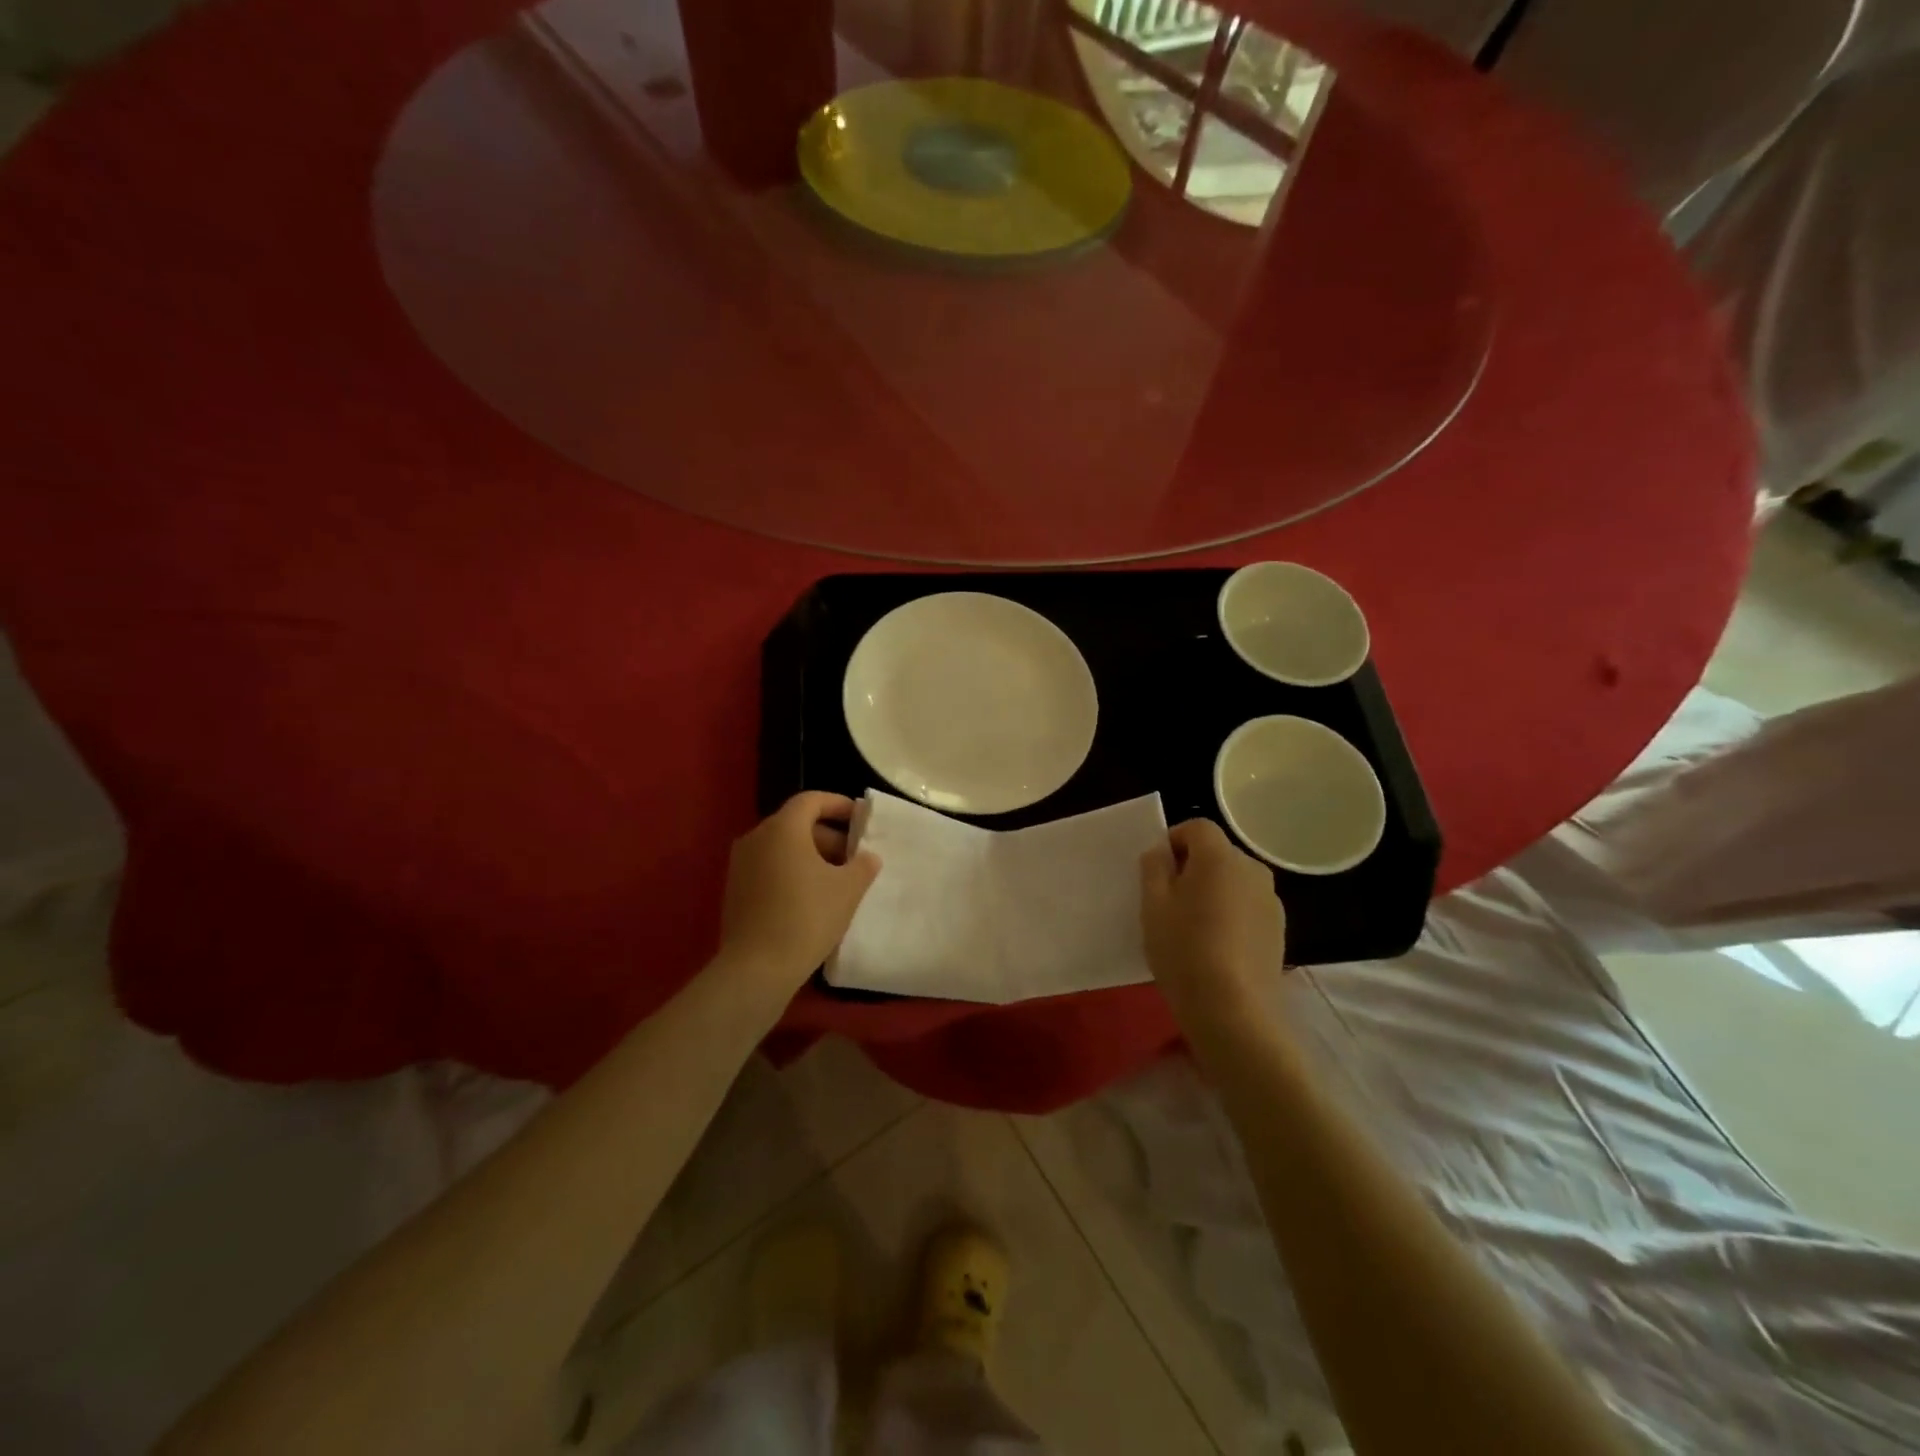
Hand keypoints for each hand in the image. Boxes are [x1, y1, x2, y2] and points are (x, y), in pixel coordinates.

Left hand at [720, 792, 880, 992]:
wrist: (757, 969)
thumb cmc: (807, 918)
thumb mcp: (848, 890)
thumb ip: (863, 865)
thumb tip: (867, 857)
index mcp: (783, 828)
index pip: (811, 800)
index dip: (838, 804)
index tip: (860, 818)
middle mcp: (756, 838)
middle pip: (796, 824)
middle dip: (829, 836)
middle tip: (854, 857)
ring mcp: (741, 864)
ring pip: (782, 847)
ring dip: (811, 856)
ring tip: (837, 881)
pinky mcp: (735, 890)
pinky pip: (769, 867)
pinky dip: (792, 872)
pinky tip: (812, 898)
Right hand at [1140, 819, 1285, 1020]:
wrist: (1234, 1011)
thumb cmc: (1184, 950)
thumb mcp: (1153, 905)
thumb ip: (1154, 868)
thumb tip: (1162, 853)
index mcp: (1220, 857)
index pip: (1197, 827)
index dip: (1173, 841)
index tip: (1157, 872)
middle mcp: (1252, 869)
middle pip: (1217, 854)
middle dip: (1192, 868)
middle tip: (1169, 901)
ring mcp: (1271, 901)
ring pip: (1233, 882)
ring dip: (1213, 892)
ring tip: (1194, 928)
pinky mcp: (1279, 930)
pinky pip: (1247, 907)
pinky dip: (1230, 914)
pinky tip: (1216, 947)